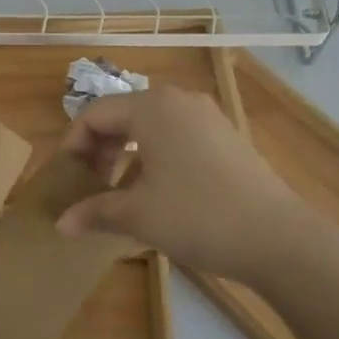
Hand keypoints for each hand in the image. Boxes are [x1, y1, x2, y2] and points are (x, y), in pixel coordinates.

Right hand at [58, 87, 307, 285]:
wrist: (278, 238)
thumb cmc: (197, 216)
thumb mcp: (138, 215)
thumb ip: (94, 211)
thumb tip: (61, 224)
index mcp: (151, 107)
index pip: (95, 114)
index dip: (72, 144)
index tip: (65, 179)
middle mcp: (178, 100)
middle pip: (122, 115)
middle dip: (99, 149)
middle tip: (89, 186)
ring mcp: (207, 117)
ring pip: (150, 127)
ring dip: (126, 155)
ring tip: (119, 193)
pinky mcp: (226, 137)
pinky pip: (176, 137)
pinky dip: (155, 157)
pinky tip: (156, 193)